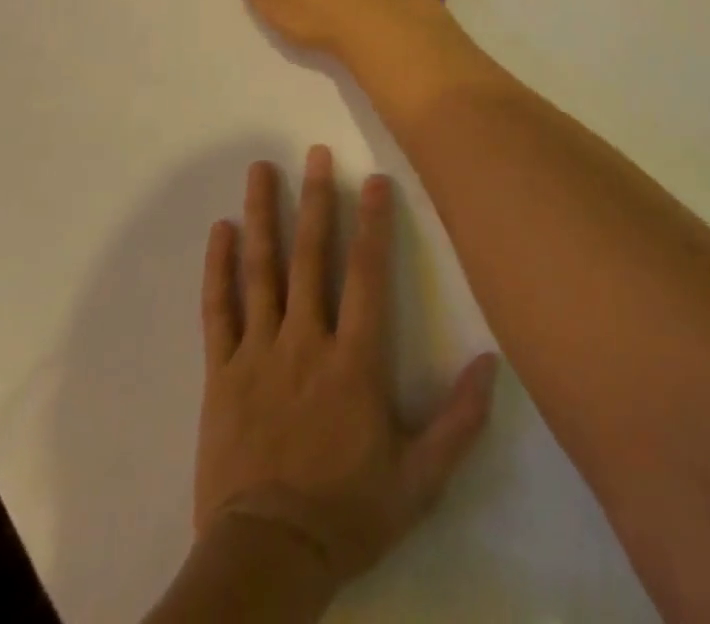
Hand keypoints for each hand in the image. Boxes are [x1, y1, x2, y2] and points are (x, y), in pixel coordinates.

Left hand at [195, 147, 498, 588]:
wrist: (267, 558)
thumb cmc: (347, 512)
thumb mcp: (420, 480)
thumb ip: (459, 421)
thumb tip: (492, 363)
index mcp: (353, 360)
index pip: (367, 274)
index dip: (373, 222)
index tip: (373, 179)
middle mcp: (305, 341)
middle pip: (310, 256)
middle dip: (314, 199)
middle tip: (314, 152)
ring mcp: (258, 352)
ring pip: (261, 270)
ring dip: (261, 215)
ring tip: (260, 169)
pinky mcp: (221, 372)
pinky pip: (218, 310)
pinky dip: (217, 268)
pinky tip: (219, 230)